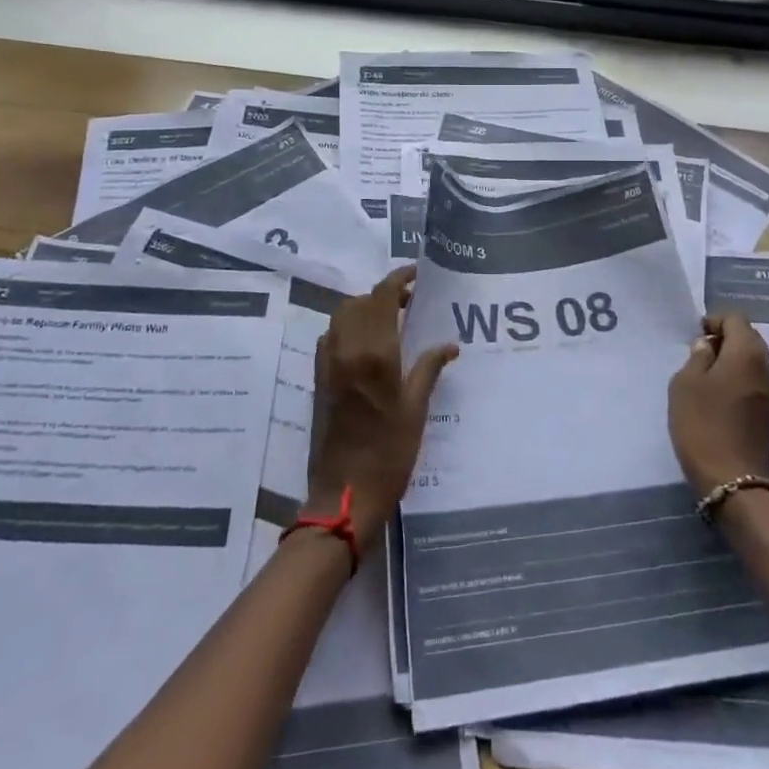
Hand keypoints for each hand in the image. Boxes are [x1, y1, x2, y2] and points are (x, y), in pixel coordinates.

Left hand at [307, 265, 458, 538]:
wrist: (344, 494)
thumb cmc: (389, 453)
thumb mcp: (417, 409)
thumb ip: (429, 368)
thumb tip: (450, 344)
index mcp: (374, 352)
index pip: (382, 295)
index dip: (399, 278)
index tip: (418, 275)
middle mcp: (346, 349)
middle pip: (359, 301)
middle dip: (384, 294)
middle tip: (410, 302)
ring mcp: (327, 363)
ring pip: (342, 316)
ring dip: (364, 308)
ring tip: (392, 321)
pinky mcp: (319, 378)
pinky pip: (331, 337)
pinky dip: (348, 328)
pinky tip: (369, 346)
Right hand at [668, 313, 768, 498]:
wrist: (732, 479)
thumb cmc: (703, 424)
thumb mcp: (685, 383)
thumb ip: (697, 357)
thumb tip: (708, 346)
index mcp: (748, 353)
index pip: (735, 319)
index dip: (714, 321)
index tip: (694, 335)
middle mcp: (767, 366)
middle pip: (748, 337)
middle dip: (724, 338)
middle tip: (697, 352)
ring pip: (752, 359)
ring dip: (730, 359)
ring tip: (704, 373)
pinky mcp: (768, 411)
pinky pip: (753, 379)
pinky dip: (737, 377)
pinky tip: (716, 393)